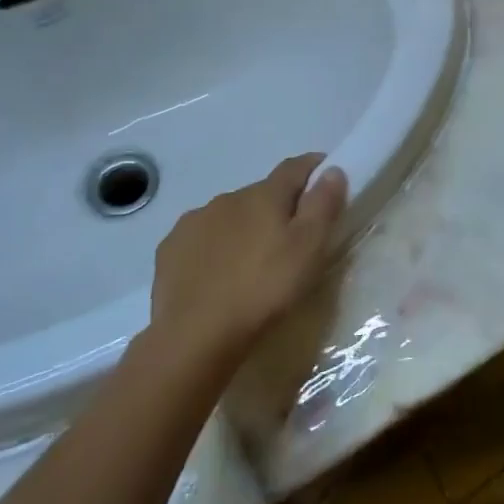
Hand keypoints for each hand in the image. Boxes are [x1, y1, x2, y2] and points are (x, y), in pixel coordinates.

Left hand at [147, 154, 347, 370]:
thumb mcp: (309, 249)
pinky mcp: (170, 249)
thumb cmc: (264, 289)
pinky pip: (201, 238)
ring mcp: (194, 222)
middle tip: (291, 236)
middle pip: (261, 193)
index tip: (327, 176)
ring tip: (252, 260)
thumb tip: (332, 169)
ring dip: (244, 227)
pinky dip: (214, 247)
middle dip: (278, 206)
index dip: (314, 167)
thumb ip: (323, 204)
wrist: (195, 336)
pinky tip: (218, 274)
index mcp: (264, 195)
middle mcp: (227, 198)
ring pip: (229, 215)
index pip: (294, 167)